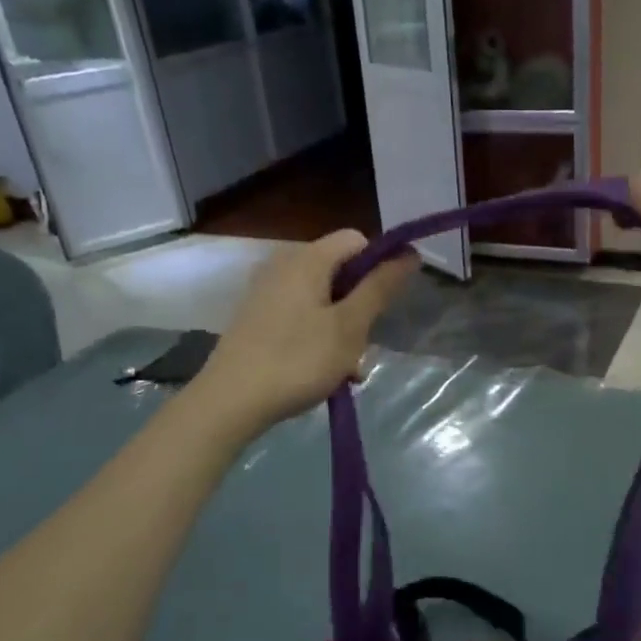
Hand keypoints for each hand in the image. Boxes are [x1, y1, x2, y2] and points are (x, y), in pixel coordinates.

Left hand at [193, 230, 416, 435]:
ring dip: (343, 329)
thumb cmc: (298, 359)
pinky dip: (318, 336)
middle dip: (360, 306)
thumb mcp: (350, 326)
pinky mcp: (256, 317)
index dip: (380, 265)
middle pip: (339, 271)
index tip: (386, 304)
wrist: (231, 400)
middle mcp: (283, 265)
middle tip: (364, 346)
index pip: (357, 240)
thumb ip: (380, 287)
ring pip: (322, 299)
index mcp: (307, 259)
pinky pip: (300, 315)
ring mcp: (266, 292)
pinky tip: (323, 371)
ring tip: (347, 369)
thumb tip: (409, 253)